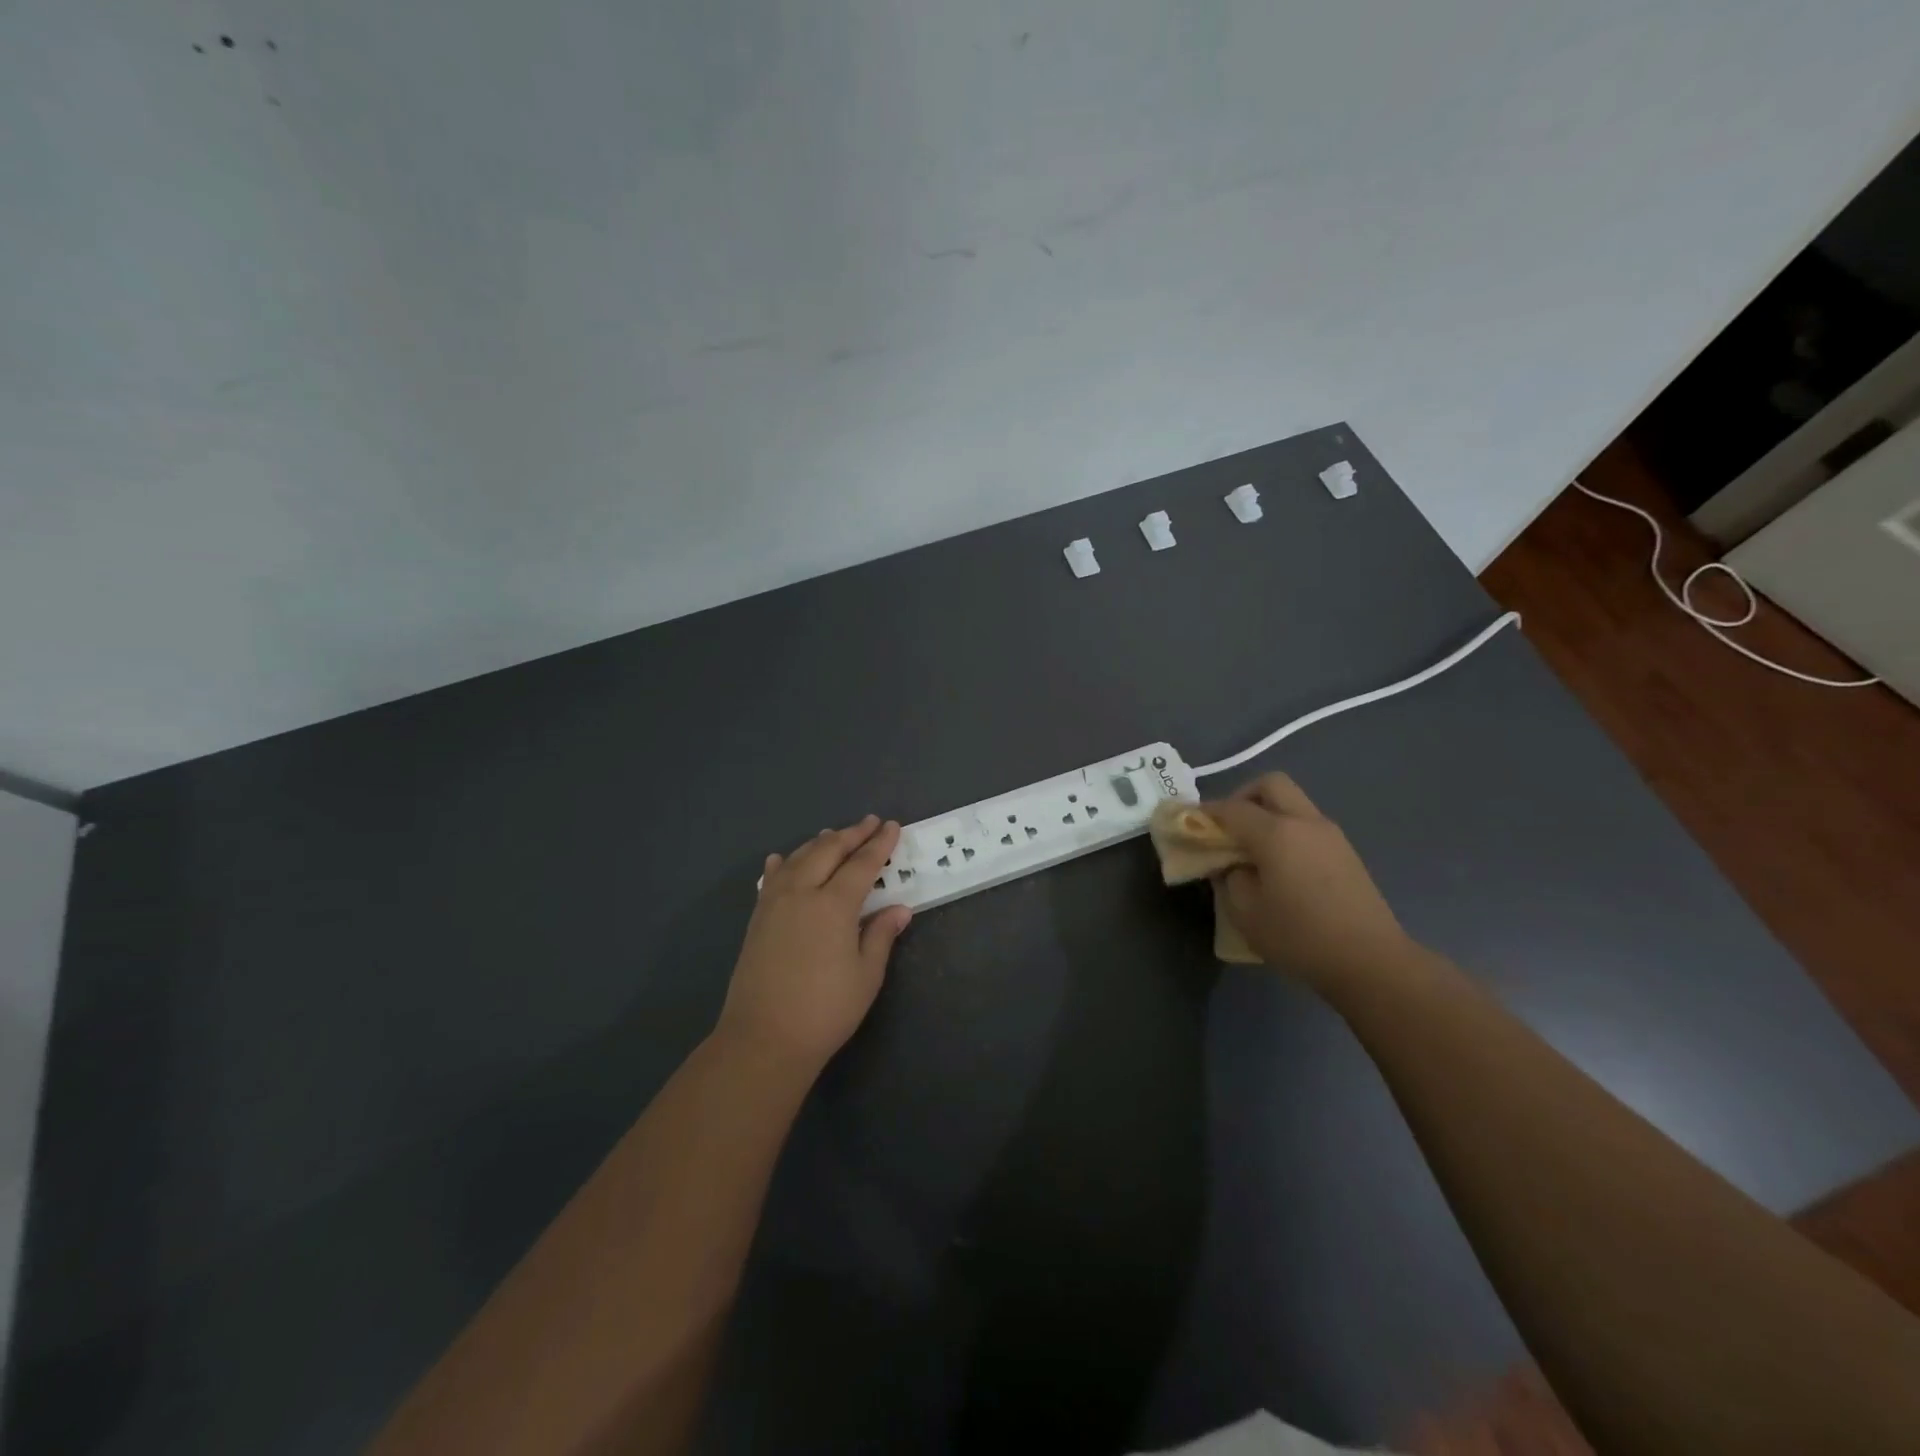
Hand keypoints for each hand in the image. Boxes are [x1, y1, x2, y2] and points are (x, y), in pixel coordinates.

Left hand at [719, 815, 912, 1076]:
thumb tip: (900, 909)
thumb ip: (881, 936)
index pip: (862, 864)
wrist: (763, 1038)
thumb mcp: (866, 975)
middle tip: (870, 822)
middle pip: (828, 851)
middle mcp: (802, 893)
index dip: (879, 845)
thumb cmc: (825, 1009)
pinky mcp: (757, 919)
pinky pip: (772, 878)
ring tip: (834, 835)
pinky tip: (782, 859)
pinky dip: (783, 864)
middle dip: (851, 834)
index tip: (892, 827)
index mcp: (833, 905)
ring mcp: (774, 904)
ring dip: (820, 843)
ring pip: (798, 858)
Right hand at [1203, 774, 1415, 988]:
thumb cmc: (1300, 937)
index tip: (1189, 823)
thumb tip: (1231, 864)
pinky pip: (1307, 825)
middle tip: (1227, 827)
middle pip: (1270, 784)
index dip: (1206, 813)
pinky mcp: (1346, 852)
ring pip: (1292, 802)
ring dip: (1267, 813)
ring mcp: (1331, 835)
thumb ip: (1229, 878)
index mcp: (1276, 833)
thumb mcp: (1245, 913)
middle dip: (1242, 797)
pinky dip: (1287, 830)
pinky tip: (1280, 865)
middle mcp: (1304, 822)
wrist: (1371, 962)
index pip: (1231, 808)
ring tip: (1252, 850)